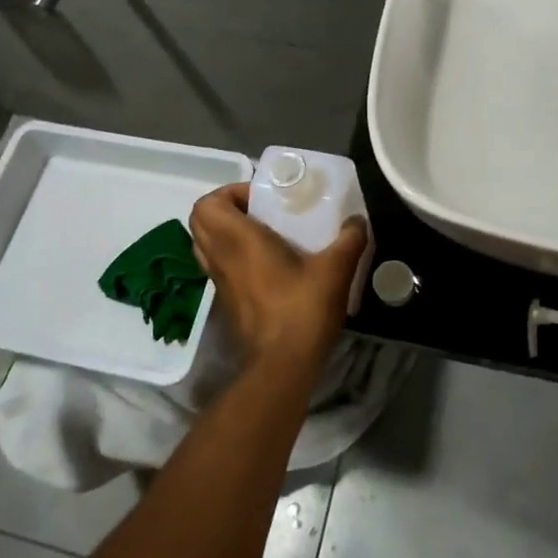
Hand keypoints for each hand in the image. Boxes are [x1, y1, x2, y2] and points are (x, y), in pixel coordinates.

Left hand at [188, 184, 368, 372]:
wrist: (283, 364)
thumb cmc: (302, 309)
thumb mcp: (335, 269)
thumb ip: (349, 239)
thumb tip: (358, 221)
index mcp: (238, 240)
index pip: (207, 204)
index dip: (229, 193)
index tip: (261, 199)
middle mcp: (221, 257)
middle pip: (199, 221)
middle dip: (224, 208)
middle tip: (259, 211)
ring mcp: (218, 282)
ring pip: (204, 245)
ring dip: (224, 232)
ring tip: (261, 234)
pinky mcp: (225, 302)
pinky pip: (217, 266)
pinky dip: (230, 256)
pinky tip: (265, 264)